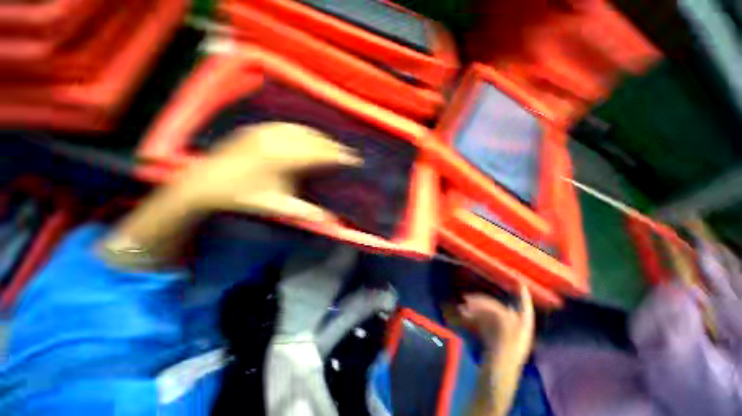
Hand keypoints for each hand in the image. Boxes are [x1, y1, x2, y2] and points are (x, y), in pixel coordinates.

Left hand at [177, 122, 361, 221]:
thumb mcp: (277, 207)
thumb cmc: (243, 197)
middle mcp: (276, 140)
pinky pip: (289, 126)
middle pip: (314, 140)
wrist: (205, 183)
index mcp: (282, 159)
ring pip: (303, 130)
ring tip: (332, 145)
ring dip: (321, 137)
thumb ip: (306, 212)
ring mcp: (265, 131)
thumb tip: (331, 219)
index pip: (320, 154)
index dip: (340, 156)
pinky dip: (304, 131)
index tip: (355, 159)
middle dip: (334, 146)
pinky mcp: (258, 128)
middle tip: (347, 153)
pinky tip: (309, 137)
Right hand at [460, 287, 533, 415]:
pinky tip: (463, 317)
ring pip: (489, 317)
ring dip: (475, 310)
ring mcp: (501, 340)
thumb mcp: (503, 357)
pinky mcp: (491, 343)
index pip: (525, 314)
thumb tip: (505, 314)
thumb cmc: (498, 380)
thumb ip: (506, 334)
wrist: (488, 397)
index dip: (523, 298)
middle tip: (465, 300)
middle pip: (500, 312)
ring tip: (461, 309)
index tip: (517, 282)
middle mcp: (513, 336)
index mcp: (520, 338)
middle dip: (483, 303)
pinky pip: (483, 325)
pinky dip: (473, 319)